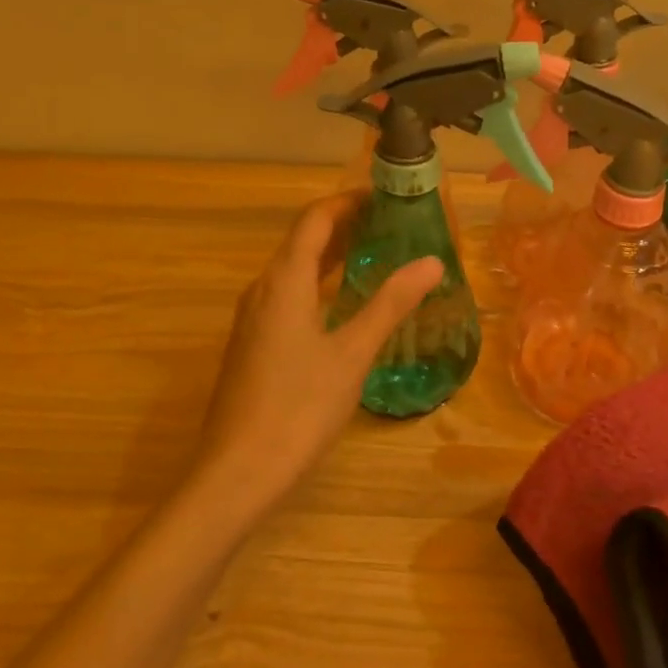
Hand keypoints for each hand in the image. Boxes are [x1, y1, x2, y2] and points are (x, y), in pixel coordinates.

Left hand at [192, 192, 443, 511]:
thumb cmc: (298, 408)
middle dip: (345, 226)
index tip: (386, 196)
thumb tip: (431, 262)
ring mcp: (253, 318)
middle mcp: (263, 289)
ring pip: (294, 270)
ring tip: (376, 253)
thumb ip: (389, 304)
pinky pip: (288, 295)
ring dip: (332, 255)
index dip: (348, 201)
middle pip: (303, 241)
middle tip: (392, 223)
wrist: (236, 472)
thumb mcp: (352, 354)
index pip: (315, 219)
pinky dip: (318, 283)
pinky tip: (343, 303)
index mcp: (284, 280)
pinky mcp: (253, 344)